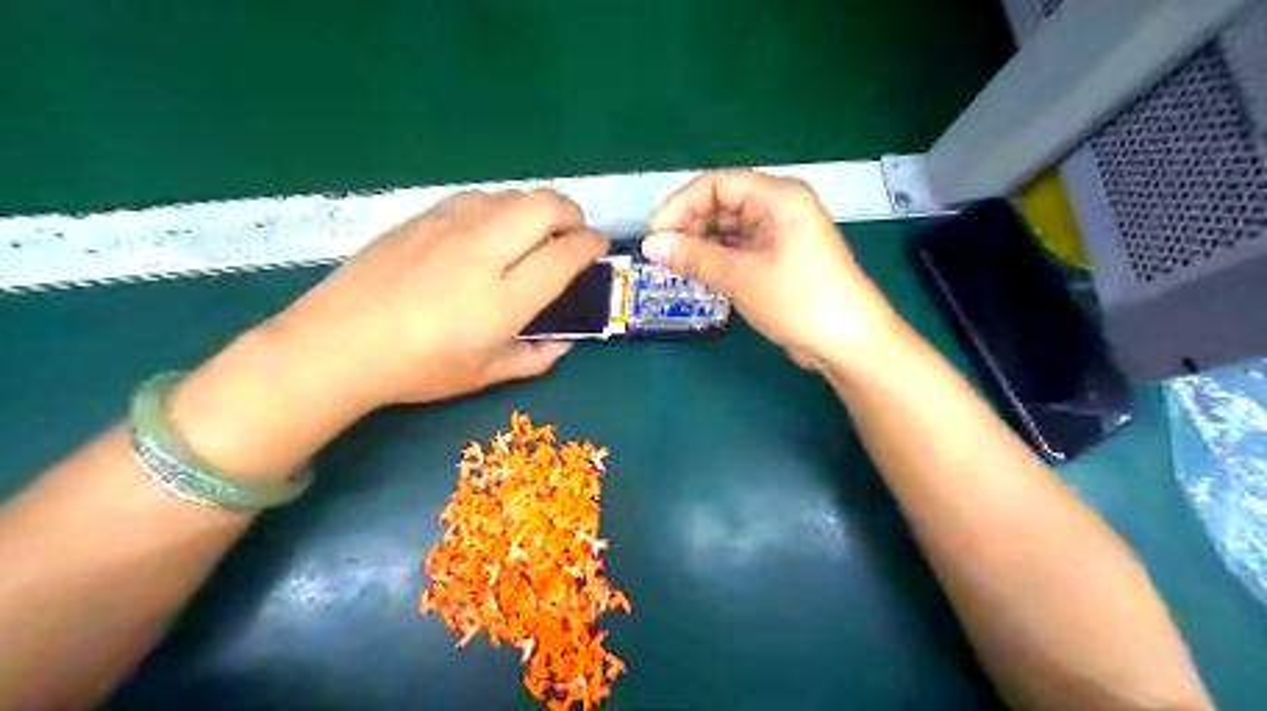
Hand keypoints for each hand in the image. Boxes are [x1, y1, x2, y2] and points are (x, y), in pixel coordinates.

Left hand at [271, 190, 605, 410]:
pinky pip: (477, 198)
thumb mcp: (483, 375)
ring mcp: (450, 227)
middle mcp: (483, 252)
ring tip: (533, 231)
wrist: (337, 344)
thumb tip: (566, 343)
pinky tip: (490, 230)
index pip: (565, 254)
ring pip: (511, 195)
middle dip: (572, 213)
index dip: (591, 245)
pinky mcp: (422, 217)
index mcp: (503, 299)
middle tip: (572, 233)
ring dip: (535, 207)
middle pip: (545, 206)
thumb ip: (534, 358)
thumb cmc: (417, 369)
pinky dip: (500, 207)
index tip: (597, 248)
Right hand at [645, 173, 899, 368]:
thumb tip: (650, 245)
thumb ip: (692, 257)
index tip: (654, 236)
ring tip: (675, 268)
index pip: (715, 184)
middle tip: (661, 256)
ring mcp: (781, 235)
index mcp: (777, 196)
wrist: (848, 342)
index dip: (680, 206)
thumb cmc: (798, 299)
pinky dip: (718, 260)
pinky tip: (699, 275)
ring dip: (701, 245)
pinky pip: (741, 250)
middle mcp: (779, 208)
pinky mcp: (780, 260)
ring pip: (729, 229)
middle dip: (689, 226)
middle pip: (722, 204)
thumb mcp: (740, 276)